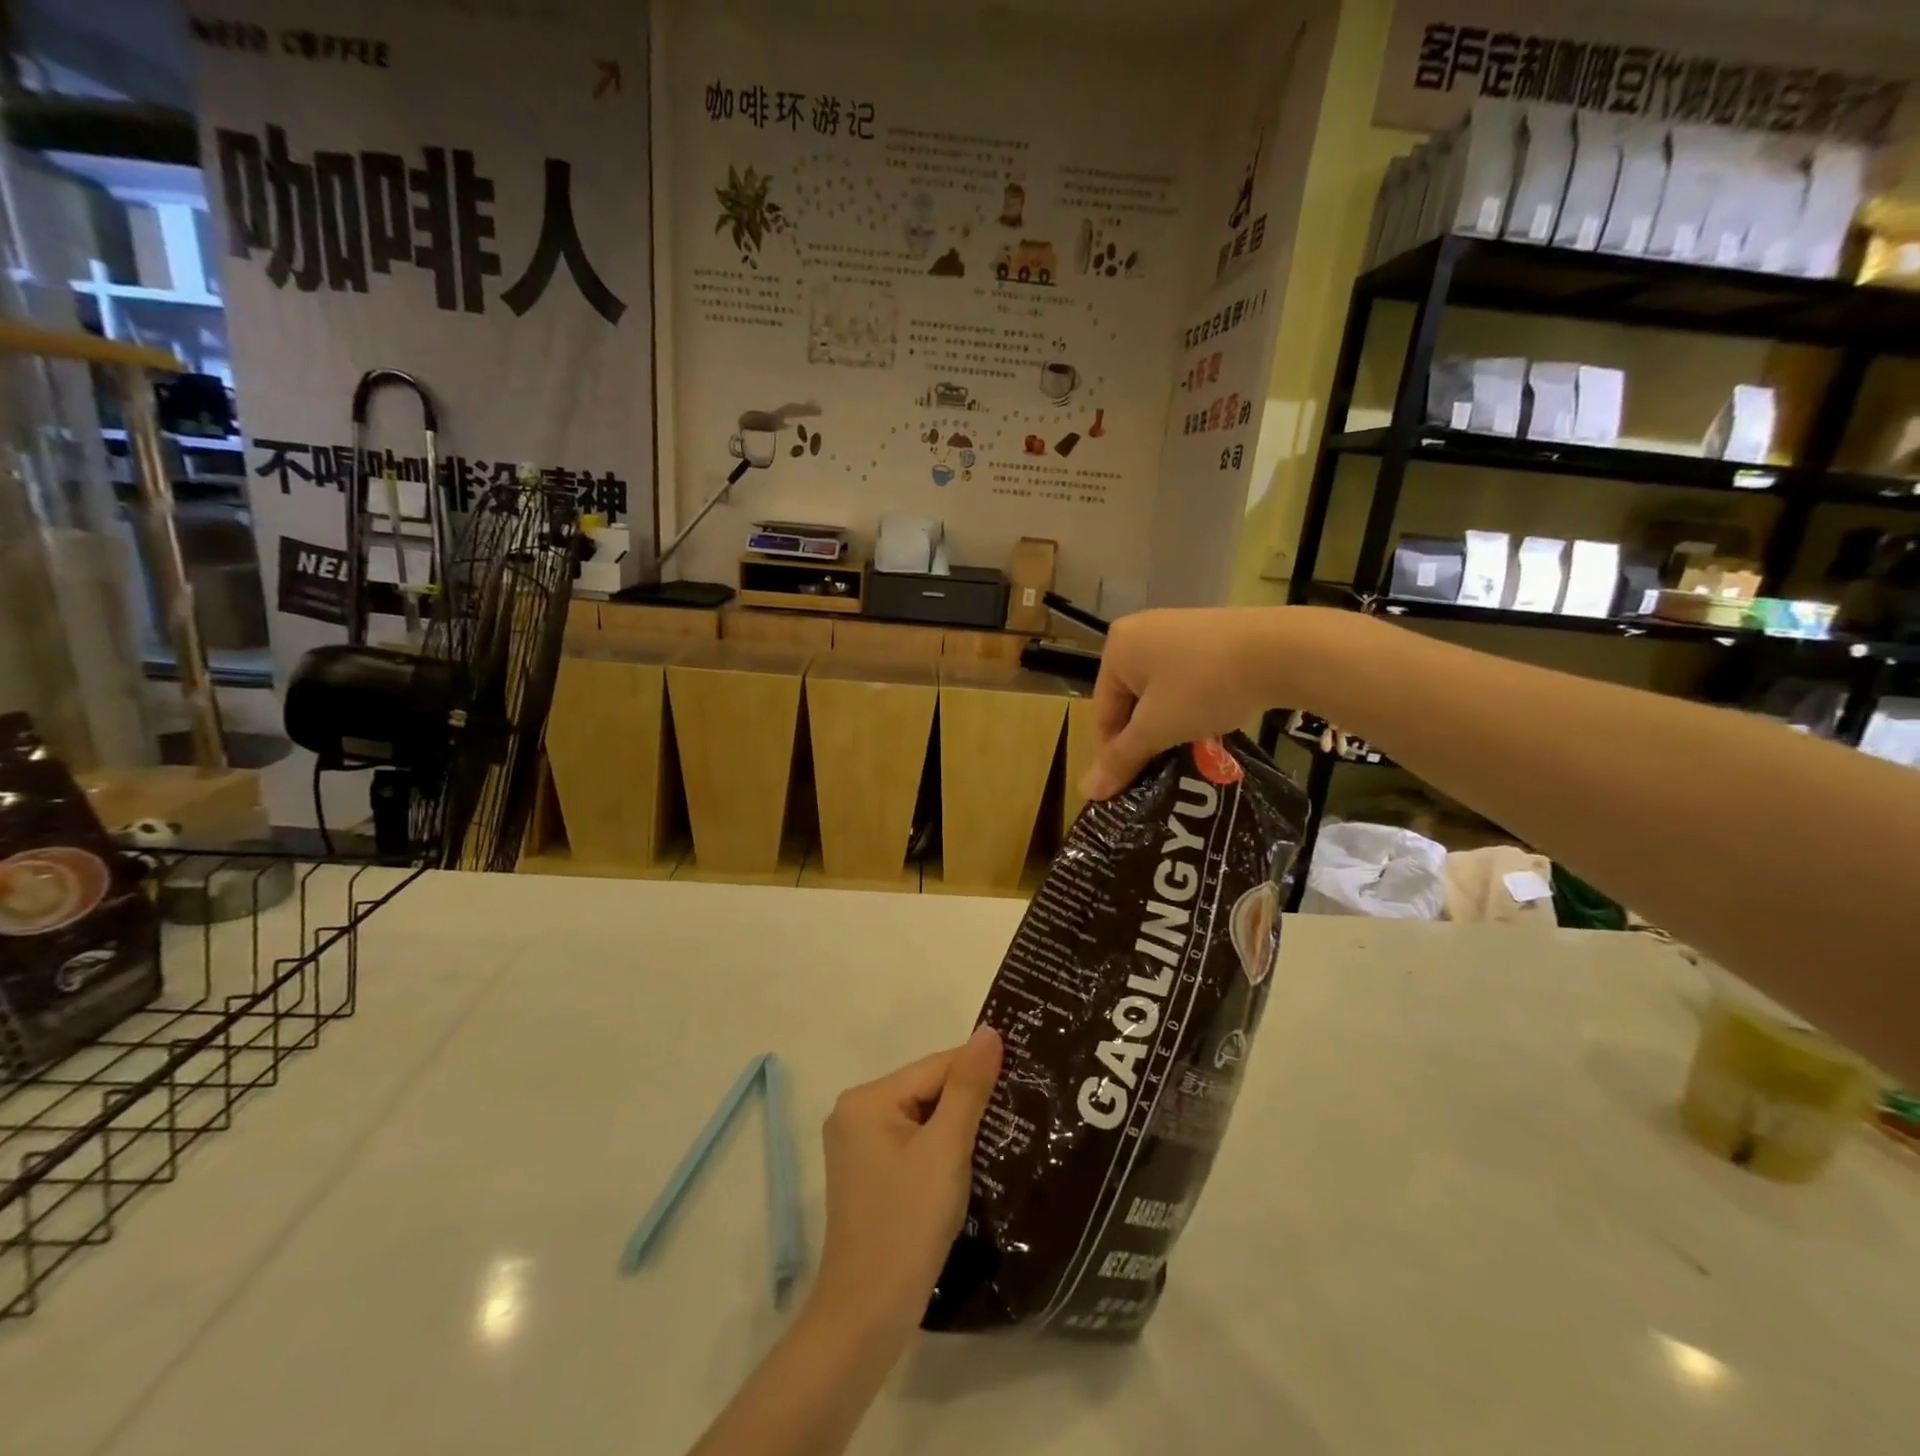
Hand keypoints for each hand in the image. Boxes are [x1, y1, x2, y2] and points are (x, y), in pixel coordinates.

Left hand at [812, 1027, 1002, 1337]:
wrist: (867, 1316)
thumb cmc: (907, 1225)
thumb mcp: (945, 1151)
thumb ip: (968, 1088)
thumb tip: (989, 1032)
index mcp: (867, 1099)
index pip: (935, 1067)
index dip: (979, 1071)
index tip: (1023, 1076)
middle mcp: (855, 1112)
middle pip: (927, 1090)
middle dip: (969, 1101)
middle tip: (1019, 1110)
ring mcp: (858, 1146)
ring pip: (922, 1118)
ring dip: (958, 1126)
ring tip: (1006, 1133)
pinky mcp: (867, 1174)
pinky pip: (912, 1144)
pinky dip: (940, 1149)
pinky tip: (972, 1162)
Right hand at [1080, 608, 1301, 800]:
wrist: (1282, 651)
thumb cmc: (1204, 687)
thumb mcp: (1157, 728)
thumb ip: (1121, 759)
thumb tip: (1087, 794)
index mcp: (1117, 648)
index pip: (1103, 712)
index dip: (1116, 752)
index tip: (1132, 783)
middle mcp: (1140, 630)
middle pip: (1130, 700)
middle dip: (1146, 736)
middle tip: (1163, 768)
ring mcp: (1176, 628)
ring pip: (1159, 691)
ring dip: (1169, 723)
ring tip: (1190, 748)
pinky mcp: (1208, 634)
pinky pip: (1185, 677)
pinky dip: (1191, 703)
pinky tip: (1210, 720)